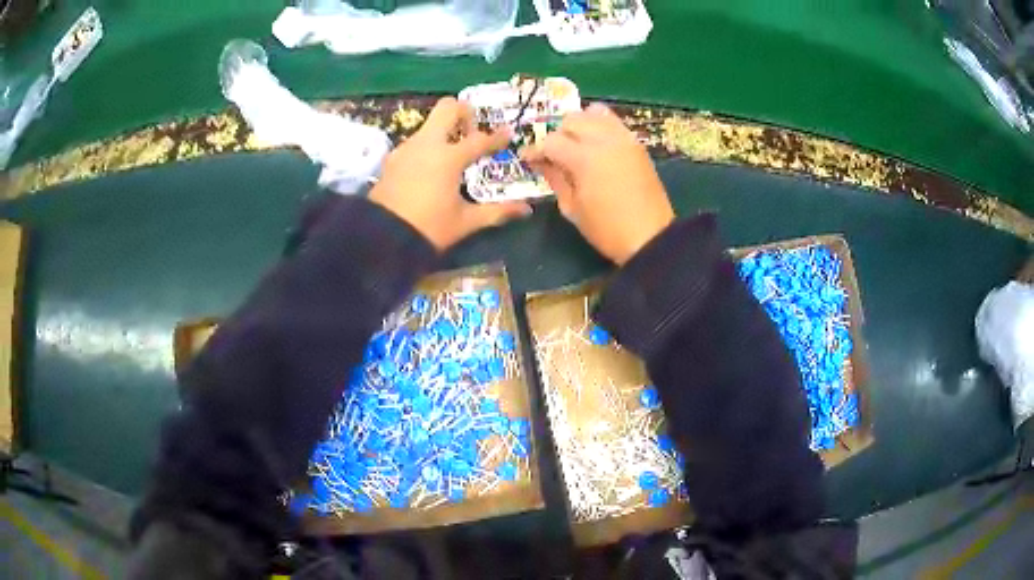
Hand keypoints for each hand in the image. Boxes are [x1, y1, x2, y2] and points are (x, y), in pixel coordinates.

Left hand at [369, 98, 531, 250]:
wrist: (380, 238)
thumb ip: (497, 211)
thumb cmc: (428, 229)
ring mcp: (407, 148)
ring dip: (445, 130)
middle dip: (464, 112)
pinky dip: (429, 145)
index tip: (508, 133)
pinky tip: (431, 167)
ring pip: (430, 123)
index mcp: (448, 158)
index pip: (480, 140)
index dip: (497, 137)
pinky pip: (416, 140)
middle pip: (447, 107)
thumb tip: (526, 209)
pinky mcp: (393, 158)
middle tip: (473, 130)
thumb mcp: (465, 222)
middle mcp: (427, 144)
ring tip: (454, 153)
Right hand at [521, 103, 674, 264]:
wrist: (650, 237)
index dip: (536, 149)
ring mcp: (623, 138)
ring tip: (575, 145)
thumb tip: (541, 162)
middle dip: (557, 134)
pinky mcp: (636, 143)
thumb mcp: (572, 208)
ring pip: (593, 113)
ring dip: (579, 125)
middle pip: (571, 120)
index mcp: (585, 159)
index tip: (528, 159)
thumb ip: (555, 178)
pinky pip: (613, 121)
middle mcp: (604, 140)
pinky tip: (594, 143)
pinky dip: (599, 125)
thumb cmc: (606, 230)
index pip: (551, 141)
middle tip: (554, 154)